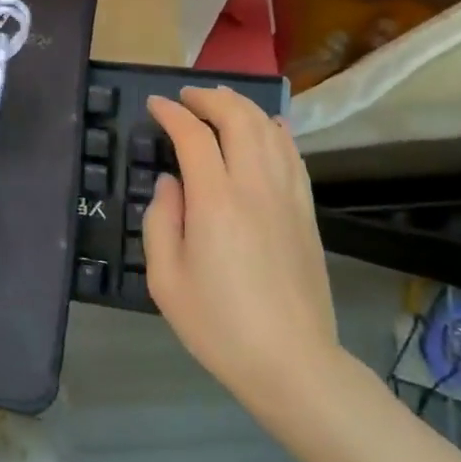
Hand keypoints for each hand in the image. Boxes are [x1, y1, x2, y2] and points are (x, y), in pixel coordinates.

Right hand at [144, 86, 347, 428]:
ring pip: (270, 131)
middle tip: (186, 98)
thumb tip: (171, 183)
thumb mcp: (165, 279)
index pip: (193, 135)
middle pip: (238, 119)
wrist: (293, 364)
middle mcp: (255, 187)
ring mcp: (287, 197)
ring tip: (221, 102)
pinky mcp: (306, 212)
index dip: (172, 112)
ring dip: (243, 107)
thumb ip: (161, 221)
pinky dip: (276, 131)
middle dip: (210, 98)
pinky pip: (293, 156)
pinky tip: (268, 128)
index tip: (154, 105)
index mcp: (215, 201)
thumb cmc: (219, 325)